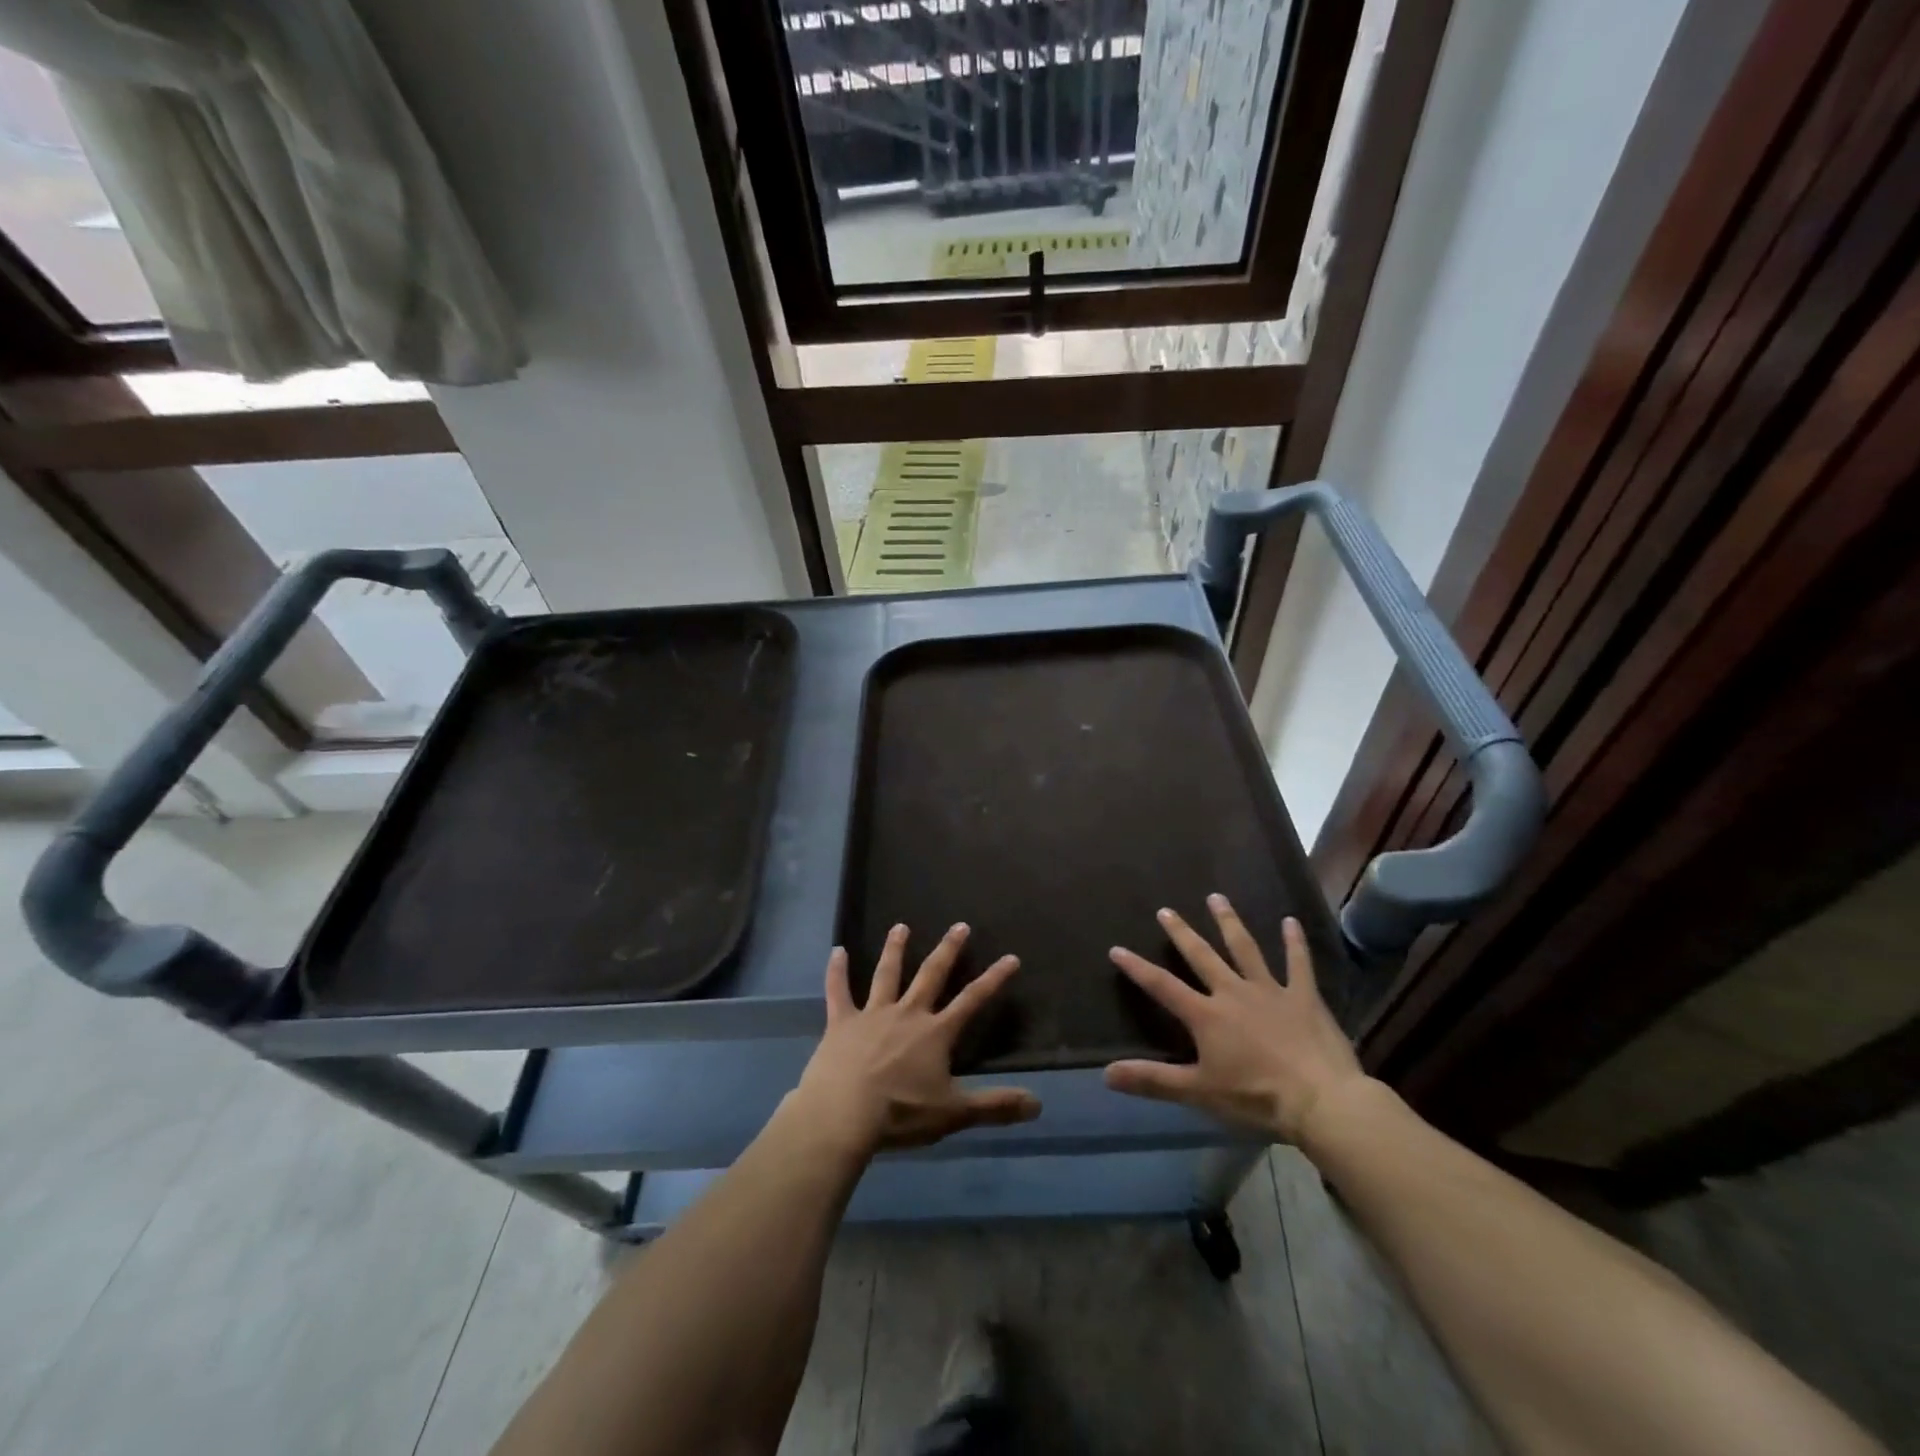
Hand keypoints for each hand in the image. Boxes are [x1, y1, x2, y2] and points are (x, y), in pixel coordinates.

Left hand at [791, 923, 1040, 1154]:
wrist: (843, 1115)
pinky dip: (837, 971)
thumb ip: (995, 1106)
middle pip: (931, 975)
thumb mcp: (953, 1114)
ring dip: (895, 949)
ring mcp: (872, 1014)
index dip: (994, 979)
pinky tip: (837, 951)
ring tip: (900, 926)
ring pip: (887, 974)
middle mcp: (907, 1014)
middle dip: (948, 950)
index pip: (972, 1000)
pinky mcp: (842, 1022)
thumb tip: (1038, 1104)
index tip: (1010, 957)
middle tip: (959, 925)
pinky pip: (838, 991)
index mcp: (935, 1033)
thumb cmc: (900, 1114)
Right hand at [1103, 895, 1368, 1144]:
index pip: (1162, 986)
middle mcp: (1233, 992)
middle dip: (1181, 933)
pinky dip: (1294, 942)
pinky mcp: (1304, 998)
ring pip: (1245, 948)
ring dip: (1229, 922)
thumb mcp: (1199, 1092)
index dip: (1137, 968)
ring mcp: (1270, 991)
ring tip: (1216, 898)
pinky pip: (1299, 964)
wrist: (1321, 1101)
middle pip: (1202, 956)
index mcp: (1206, 1015)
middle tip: (1166, 910)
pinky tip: (1290, 921)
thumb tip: (1107, 1074)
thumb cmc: (1256, 1097)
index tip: (1117, 949)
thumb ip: (1153, 1080)